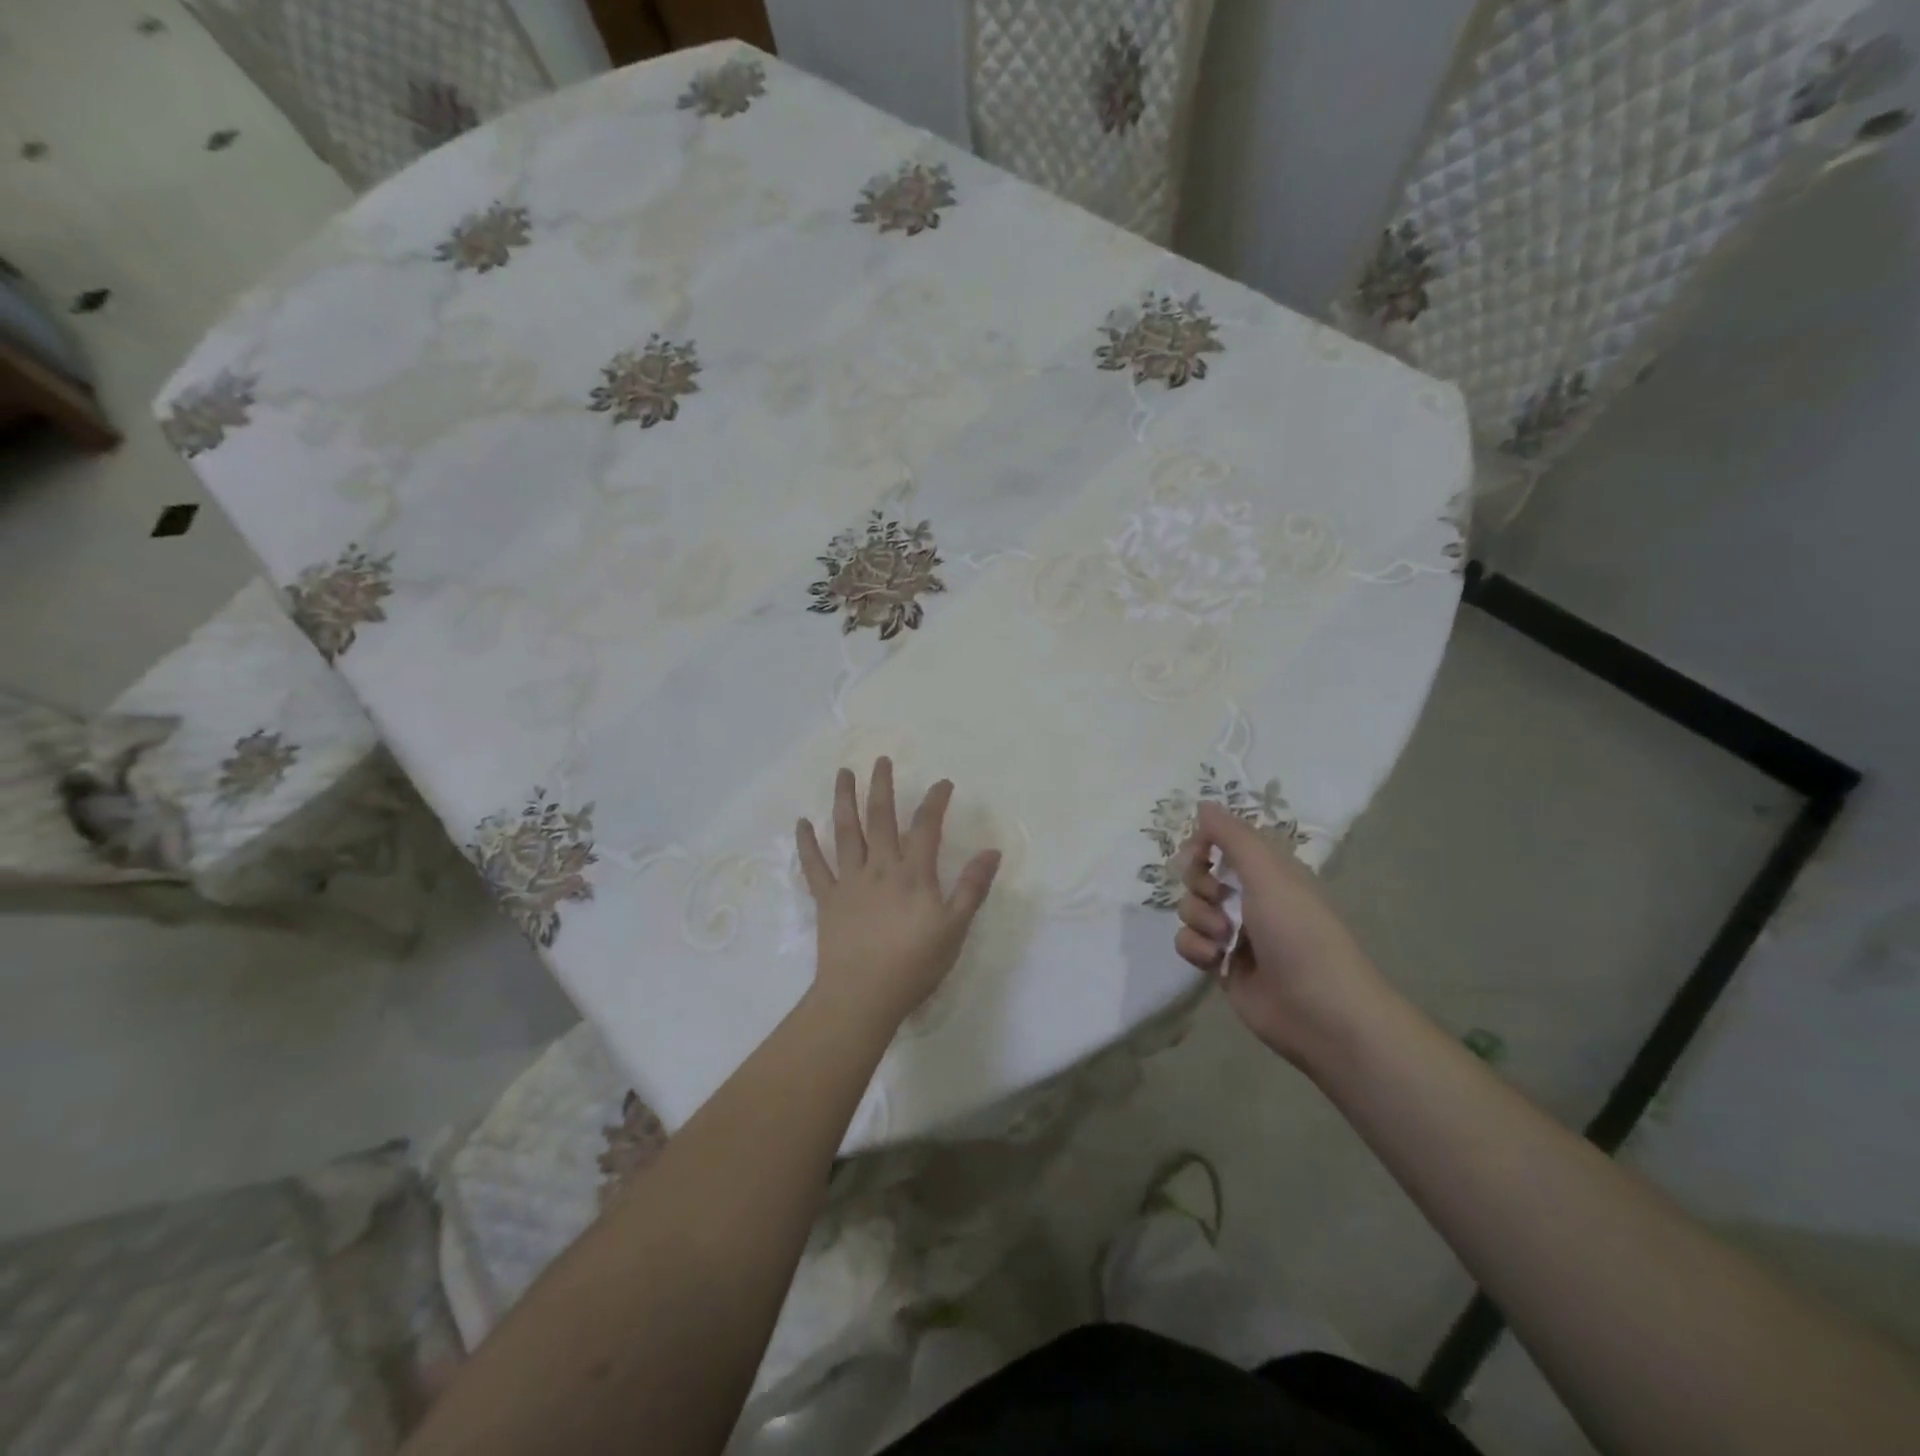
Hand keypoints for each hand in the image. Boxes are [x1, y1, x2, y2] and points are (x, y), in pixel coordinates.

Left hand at [796, 759, 1001, 1034]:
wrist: (862, 996)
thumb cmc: (914, 964)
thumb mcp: (954, 928)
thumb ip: (972, 888)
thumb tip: (991, 851)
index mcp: (913, 873)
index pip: (926, 826)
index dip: (935, 801)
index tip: (942, 782)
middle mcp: (880, 867)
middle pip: (880, 817)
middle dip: (882, 786)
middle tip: (880, 760)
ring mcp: (849, 881)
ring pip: (846, 831)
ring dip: (844, 800)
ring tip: (843, 773)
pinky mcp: (827, 899)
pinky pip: (814, 865)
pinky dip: (807, 843)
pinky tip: (802, 823)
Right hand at [1174, 801, 1389, 1067]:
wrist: (1318, 1011)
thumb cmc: (1298, 933)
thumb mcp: (1268, 874)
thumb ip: (1232, 837)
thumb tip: (1203, 803)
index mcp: (1268, 872)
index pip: (1224, 842)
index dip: (1204, 844)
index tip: (1198, 853)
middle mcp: (1250, 898)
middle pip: (1200, 874)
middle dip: (1198, 884)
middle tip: (1216, 897)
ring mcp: (1234, 933)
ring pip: (1190, 909)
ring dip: (1199, 919)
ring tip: (1224, 939)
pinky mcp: (1221, 965)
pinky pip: (1188, 943)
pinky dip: (1195, 948)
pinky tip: (1214, 960)